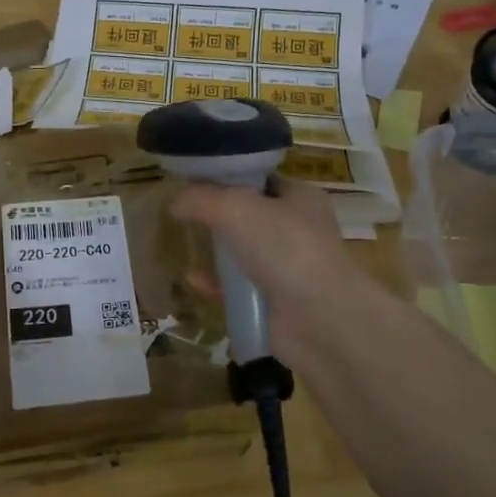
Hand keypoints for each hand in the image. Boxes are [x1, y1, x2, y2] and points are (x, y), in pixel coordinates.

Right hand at [171, 178, 381, 373]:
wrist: (319, 319)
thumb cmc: (284, 248)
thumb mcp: (236, 208)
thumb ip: (202, 199)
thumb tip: (175, 201)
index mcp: (301, 198)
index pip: (261, 180)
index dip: (229, 178)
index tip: (194, 181)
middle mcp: (298, 230)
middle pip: (250, 216)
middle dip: (218, 216)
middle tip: (185, 214)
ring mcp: (288, 268)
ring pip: (243, 253)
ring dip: (216, 252)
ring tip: (186, 246)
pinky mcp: (275, 302)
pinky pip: (238, 288)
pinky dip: (216, 284)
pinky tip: (193, 280)